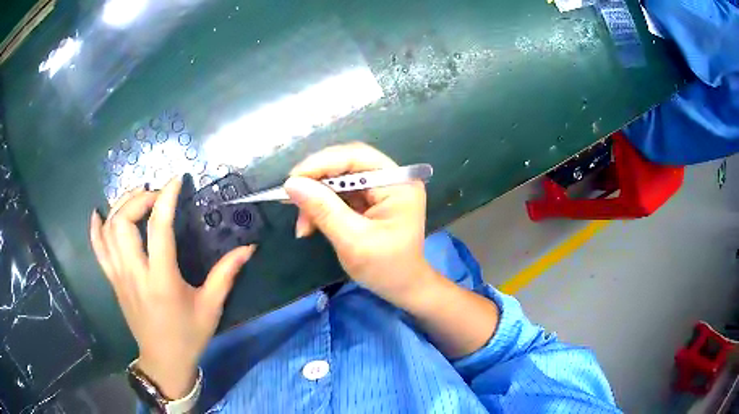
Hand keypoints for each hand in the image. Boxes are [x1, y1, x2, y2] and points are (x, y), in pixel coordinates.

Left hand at [89, 177, 254, 398]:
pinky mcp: (113, 281)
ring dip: (120, 206)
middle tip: (155, 195)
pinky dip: (95, 228)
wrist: (163, 361)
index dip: (166, 198)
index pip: (159, 229)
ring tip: (136, 197)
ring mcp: (119, 277)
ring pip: (108, 230)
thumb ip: (226, 274)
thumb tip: (248, 248)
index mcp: (162, 281)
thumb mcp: (211, 307)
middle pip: (123, 222)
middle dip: (138, 198)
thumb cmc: (188, 335)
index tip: (175, 181)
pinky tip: (98, 213)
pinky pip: (97, 249)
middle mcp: (135, 274)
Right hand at [284, 143, 438, 306]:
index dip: (322, 163)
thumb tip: (292, 184)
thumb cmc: (385, 268)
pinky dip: (322, 204)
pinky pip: (340, 192)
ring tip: (302, 223)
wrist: (403, 287)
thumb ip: (323, 209)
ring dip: (316, 196)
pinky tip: (310, 222)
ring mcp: (381, 187)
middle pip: (346, 164)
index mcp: (398, 183)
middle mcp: (392, 178)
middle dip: (316, 181)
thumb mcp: (353, 241)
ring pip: (339, 178)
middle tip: (290, 199)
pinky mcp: (370, 198)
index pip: (357, 157)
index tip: (292, 180)